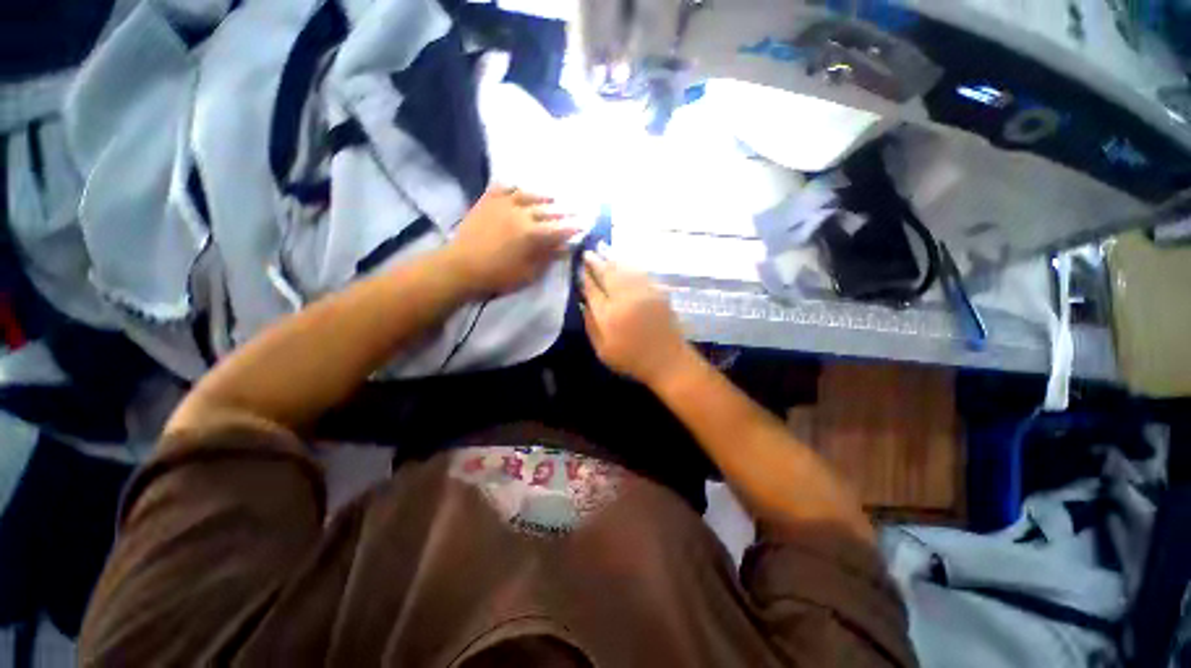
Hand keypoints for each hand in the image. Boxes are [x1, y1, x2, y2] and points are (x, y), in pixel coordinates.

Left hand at [445, 187, 577, 297]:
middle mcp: (521, 214)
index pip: (559, 229)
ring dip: (543, 197)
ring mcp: (503, 205)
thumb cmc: (498, 275)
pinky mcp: (487, 202)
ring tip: (553, 198)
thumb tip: (563, 248)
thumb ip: (547, 258)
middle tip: (575, 210)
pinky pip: (503, 188)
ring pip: (528, 195)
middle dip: (563, 212)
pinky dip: (514, 187)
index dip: (573, 228)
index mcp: (532, 234)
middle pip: (547, 211)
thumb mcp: (528, 273)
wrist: (461, 267)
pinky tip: (519, 188)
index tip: (583, 225)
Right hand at [580, 251, 691, 385]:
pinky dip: (630, 265)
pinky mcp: (658, 292)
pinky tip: (624, 262)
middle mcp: (625, 299)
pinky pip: (641, 273)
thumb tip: (584, 304)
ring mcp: (644, 293)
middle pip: (608, 274)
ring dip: (612, 258)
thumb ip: (591, 326)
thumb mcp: (603, 351)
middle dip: (596, 262)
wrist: (668, 361)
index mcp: (609, 315)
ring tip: (603, 249)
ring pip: (625, 270)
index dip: (585, 277)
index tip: (580, 267)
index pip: (593, 289)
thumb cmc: (632, 360)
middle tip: (588, 252)